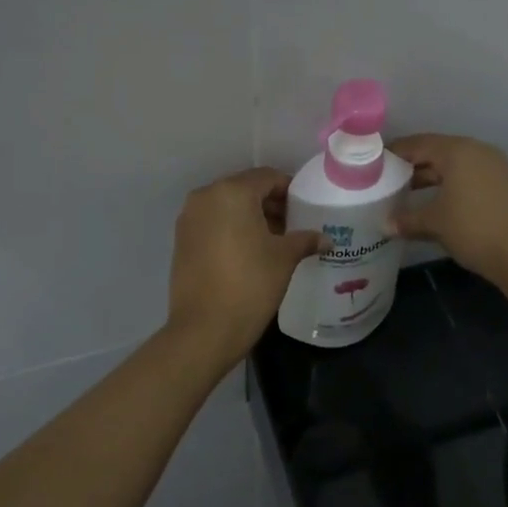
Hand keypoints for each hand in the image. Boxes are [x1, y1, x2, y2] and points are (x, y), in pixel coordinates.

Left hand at [166, 168, 323, 362]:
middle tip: (293, 227)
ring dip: (250, 217)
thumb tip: (326, 239)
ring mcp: (189, 218)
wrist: (204, 329)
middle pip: (245, 189)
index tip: (305, 210)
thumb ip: (305, 240)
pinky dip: (231, 229)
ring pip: (227, 207)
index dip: (290, 191)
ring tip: (273, 242)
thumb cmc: (250, 284)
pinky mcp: (181, 240)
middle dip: (270, 204)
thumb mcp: (284, 259)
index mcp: (232, 192)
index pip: (267, 177)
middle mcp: (205, 197)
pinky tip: (249, 253)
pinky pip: (213, 223)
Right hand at [388, 134, 507, 288]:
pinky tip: (441, 206)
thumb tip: (385, 225)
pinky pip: (472, 179)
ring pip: (456, 167)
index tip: (374, 164)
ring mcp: (497, 168)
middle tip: (389, 181)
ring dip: (433, 179)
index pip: (418, 144)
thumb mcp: (434, 224)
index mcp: (458, 151)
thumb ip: (407, 220)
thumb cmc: (473, 229)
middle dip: (413, 167)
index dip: (394, 153)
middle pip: (438, 153)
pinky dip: (453, 187)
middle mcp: (478, 151)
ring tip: (410, 195)